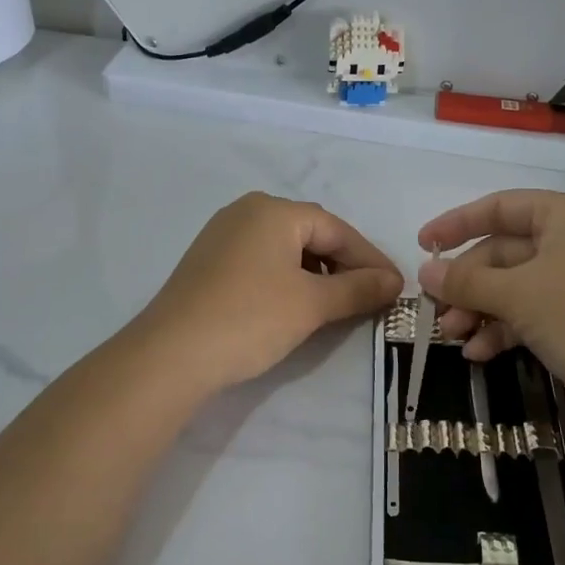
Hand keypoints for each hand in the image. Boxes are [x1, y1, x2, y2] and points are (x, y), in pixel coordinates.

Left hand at [138, 193, 402, 393]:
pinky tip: (295, 305)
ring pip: (285, 249)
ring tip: (336, 305)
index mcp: (274, 210)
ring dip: (316, 274)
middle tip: (369, 296)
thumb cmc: (250, 319)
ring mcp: (223, 235)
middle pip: (311, 234)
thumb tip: (393, 282)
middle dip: (344, 266)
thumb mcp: (312, 304)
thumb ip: (358, 289)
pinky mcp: (208, 262)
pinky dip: (287, 279)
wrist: (171, 355)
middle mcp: (247, 211)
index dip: (370, 259)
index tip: (394, 288)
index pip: (337, 229)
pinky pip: (261, 261)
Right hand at [417, 190, 564, 414]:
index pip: (500, 207)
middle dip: (467, 284)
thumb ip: (467, 281)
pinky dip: (504, 328)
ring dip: (480, 310)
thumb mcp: (517, 294)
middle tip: (435, 310)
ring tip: (452, 337)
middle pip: (504, 252)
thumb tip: (425, 272)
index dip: (457, 224)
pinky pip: (532, 311)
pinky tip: (478, 353)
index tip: (423, 245)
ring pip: (515, 286)